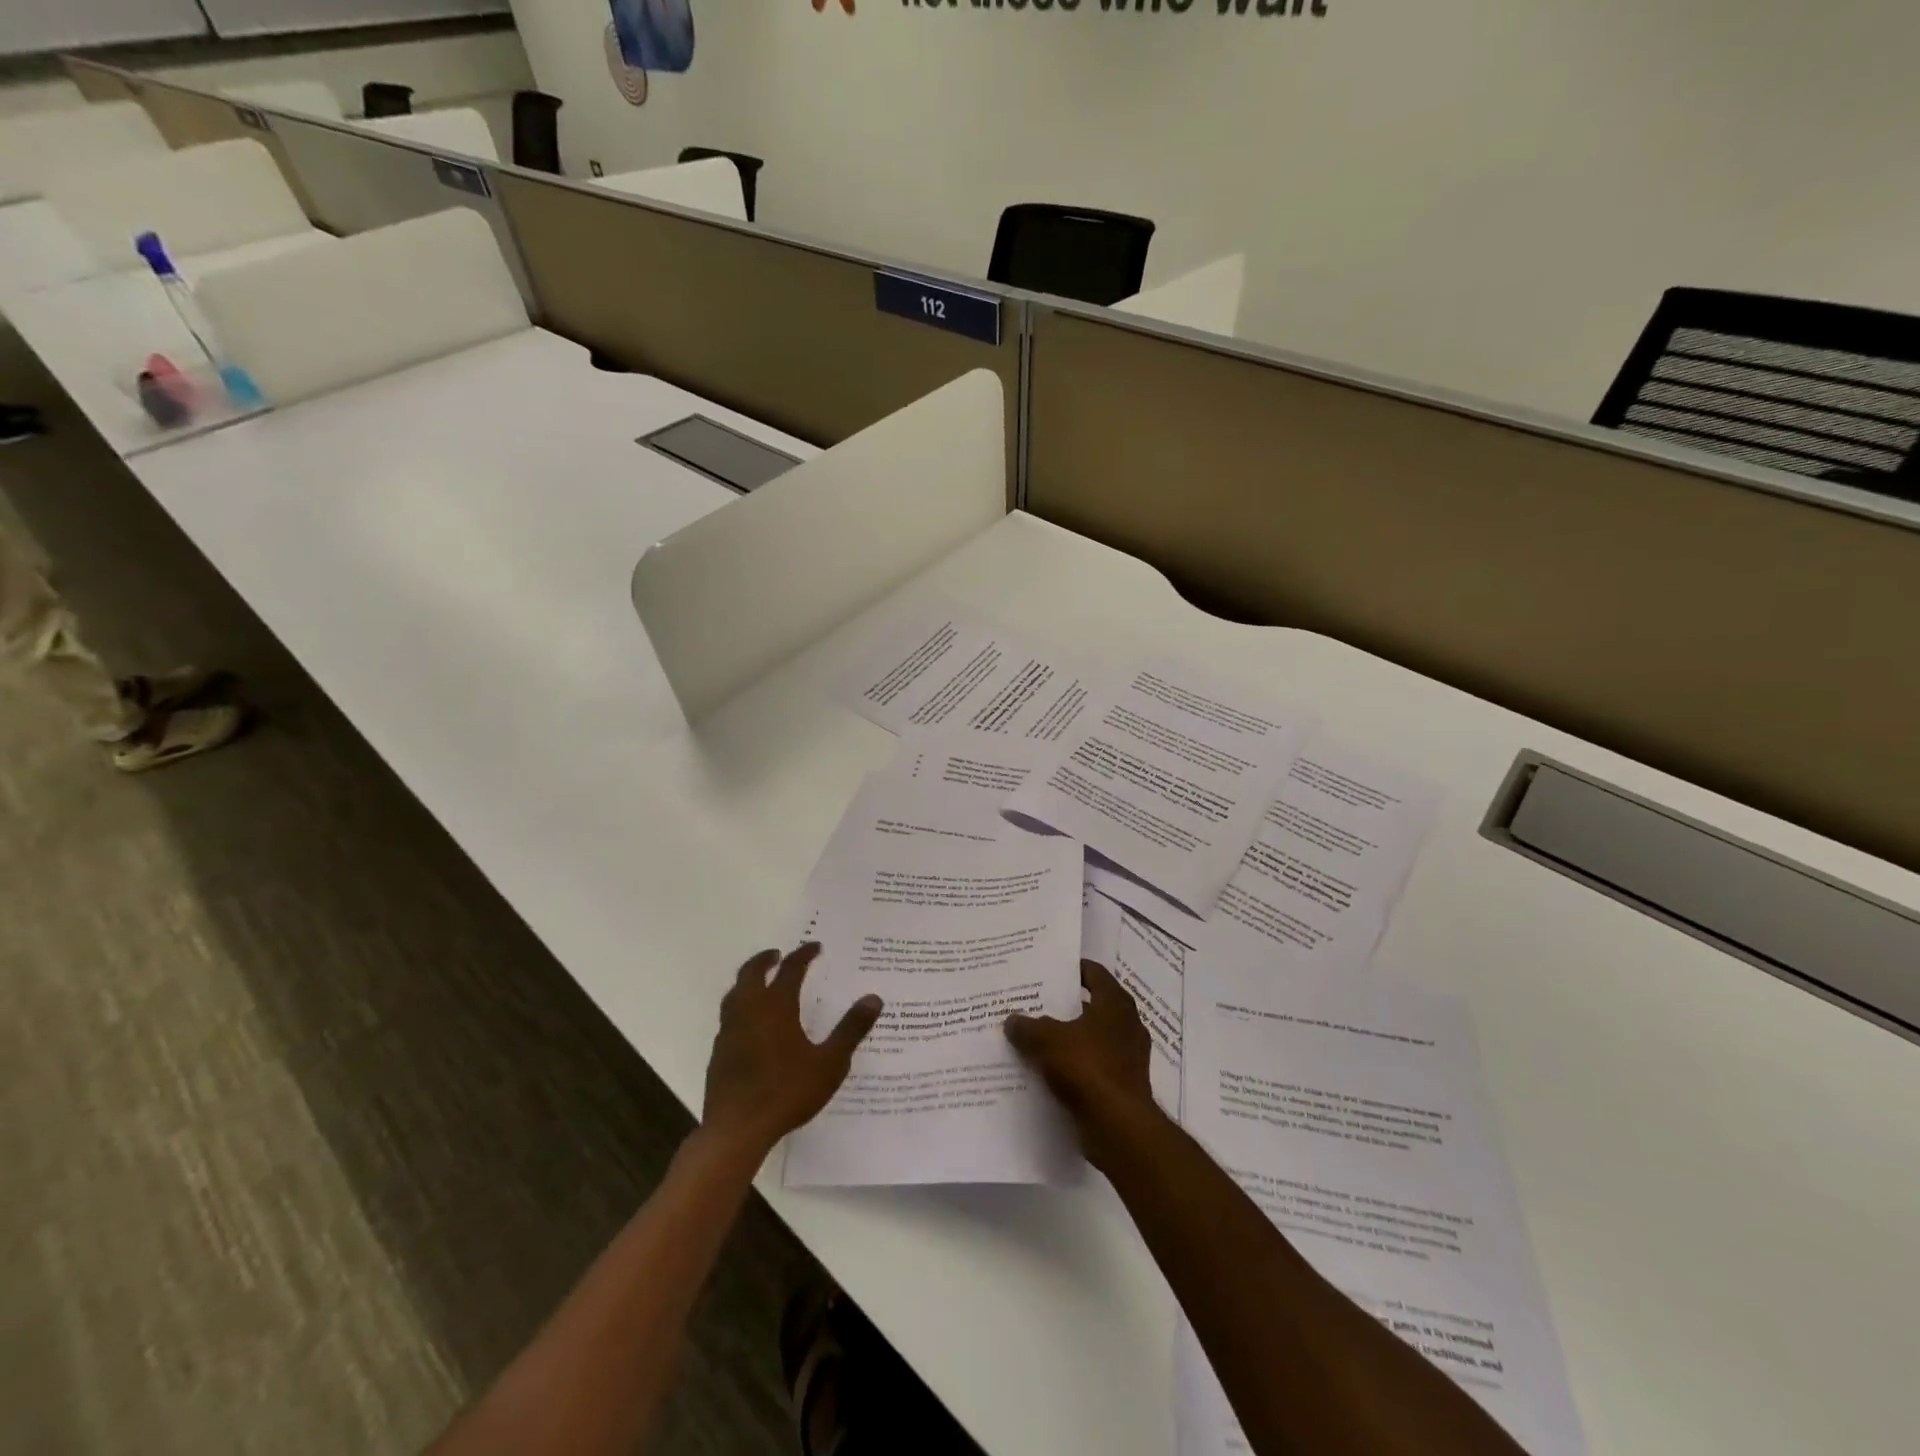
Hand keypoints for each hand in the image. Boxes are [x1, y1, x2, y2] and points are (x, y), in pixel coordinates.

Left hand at [702, 943, 881, 1159]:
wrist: (736, 1130)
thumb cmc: (787, 1092)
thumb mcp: (830, 1063)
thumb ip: (851, 1029)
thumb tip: (874, 998)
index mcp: (776, 1006)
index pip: (791, 969)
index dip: (803, 954)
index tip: (815, 947)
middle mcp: (749, 1010)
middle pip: (752, 972)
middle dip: (765, 960)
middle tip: (778, 955)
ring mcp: (729, 1031)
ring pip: (735, 992)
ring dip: (748, 980)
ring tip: (760, 982)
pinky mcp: (718, 1052)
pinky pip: (729, 1016)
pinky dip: (740, 1006)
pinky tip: (749, 1023)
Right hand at [1005, 960, 1159, 1162]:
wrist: (1119, 1127)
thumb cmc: (1088, 1068)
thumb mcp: (1047, 1040)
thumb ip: (1028, 1027)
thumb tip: (1013, 1020)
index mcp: (1115, 1003)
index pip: (1094, 973)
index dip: (1072, 969)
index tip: (1048, 969)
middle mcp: (1127, 1024)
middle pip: (1091, 1005)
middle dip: (1064, 1005)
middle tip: (1034, 1002)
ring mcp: (1128, 1056)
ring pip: (1091, 1037)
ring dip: (1069, 1038)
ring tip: (1035, 1037)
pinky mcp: (1123, 1084)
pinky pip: (1094, 1065)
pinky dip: (1075, 1065)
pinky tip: (1048, 1071)